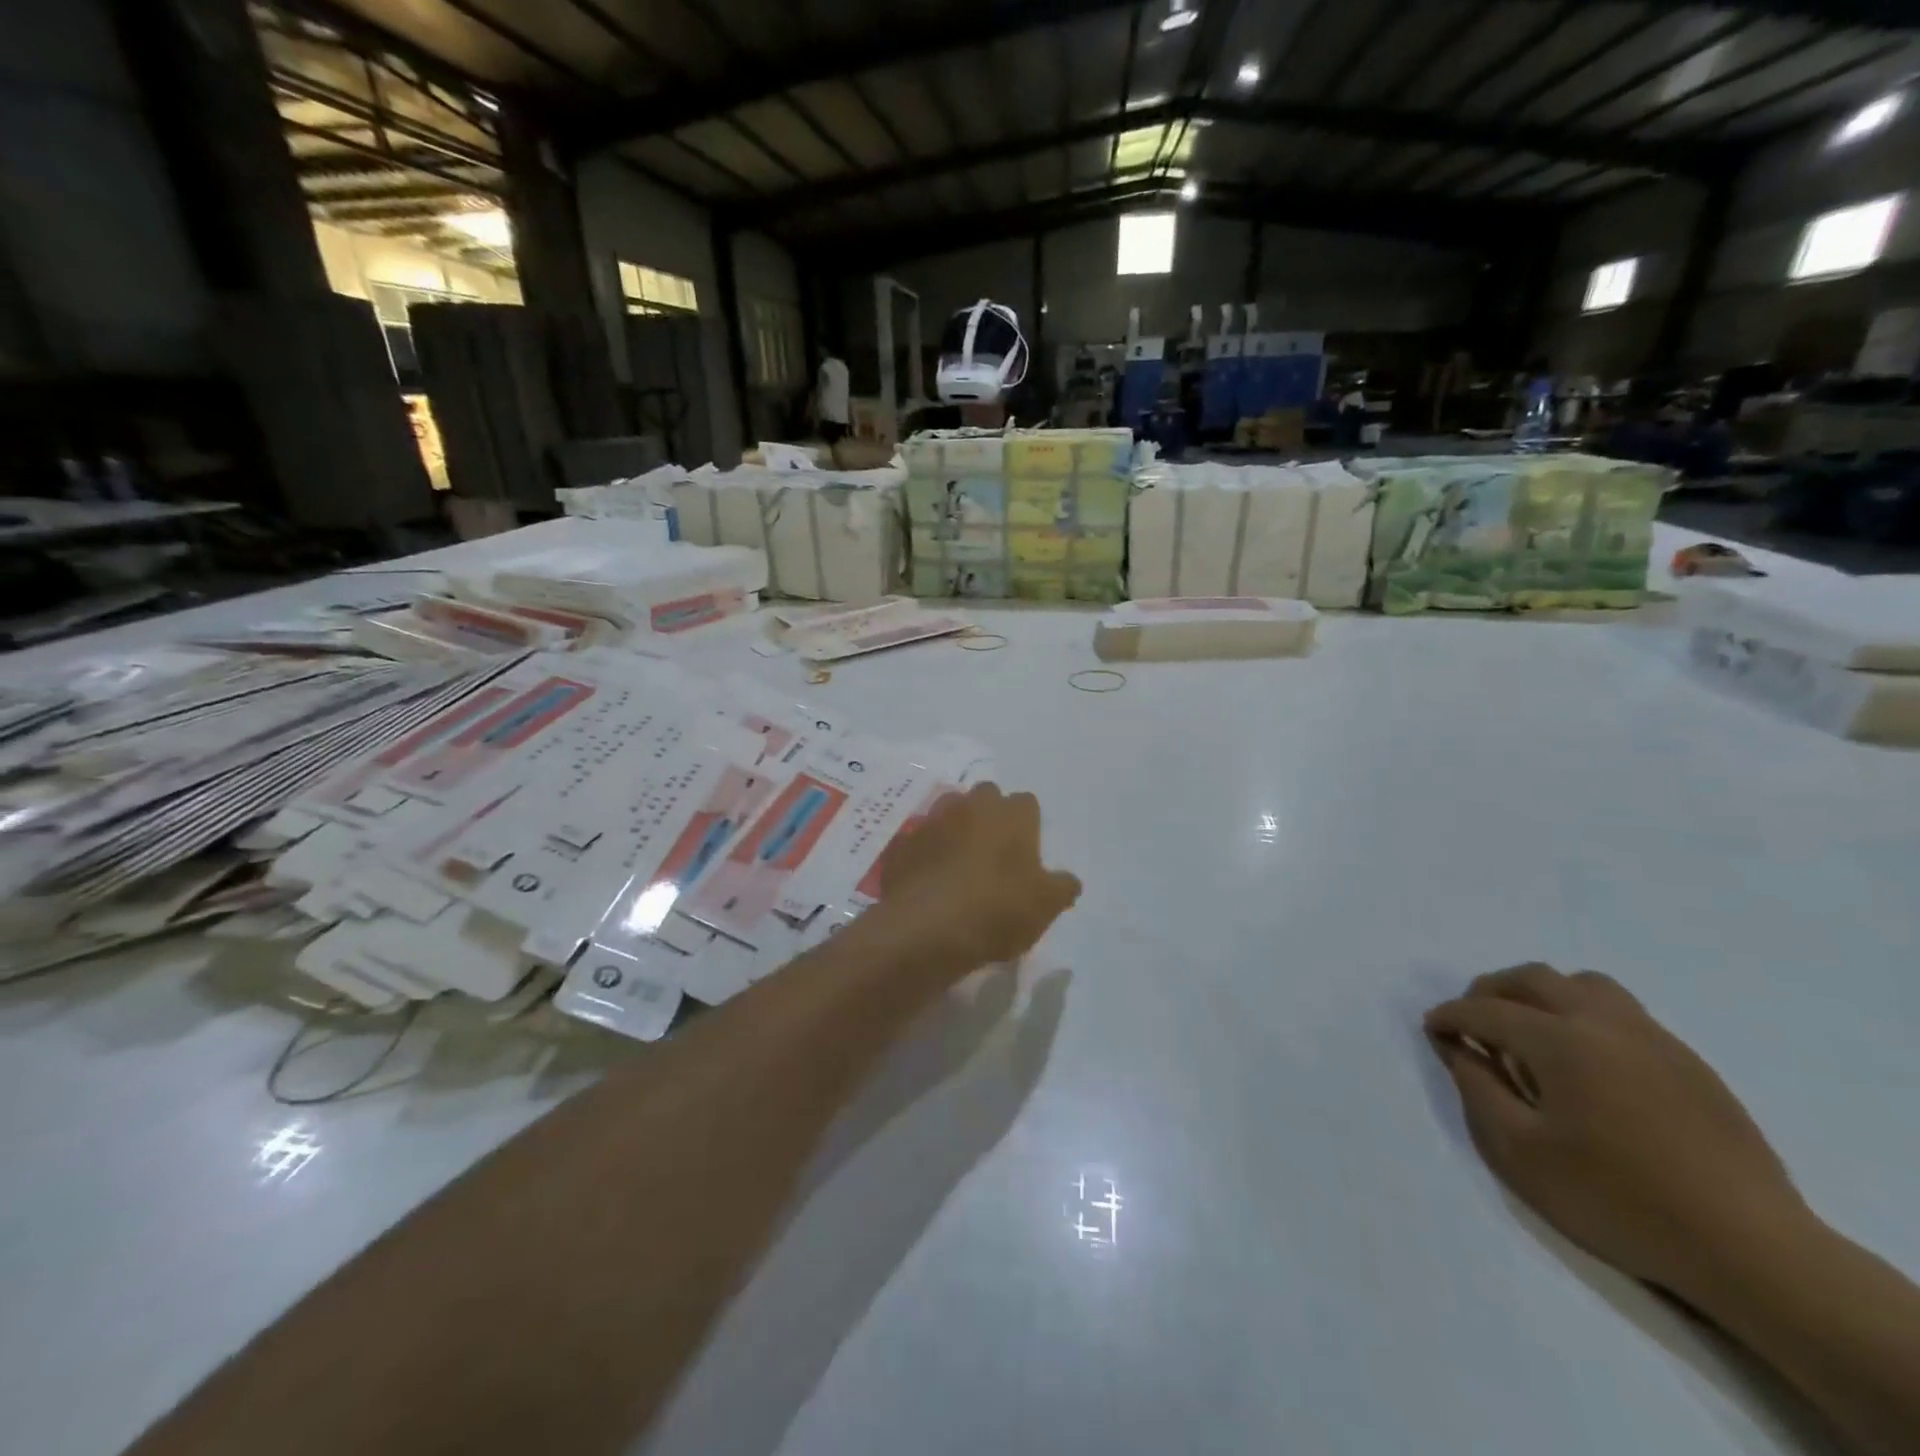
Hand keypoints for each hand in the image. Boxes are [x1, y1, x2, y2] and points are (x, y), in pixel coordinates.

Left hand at [873, 782, 1080, 976]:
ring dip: (957, 829)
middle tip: (994, 855)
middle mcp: (972, 805)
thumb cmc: (997, 909)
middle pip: (986, 798)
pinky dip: (928, 853)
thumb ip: (1062, 887)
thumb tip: (1068, 880)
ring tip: (960, 865)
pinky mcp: (904, 843)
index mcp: (1012, 814)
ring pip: (950, 812)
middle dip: (991, 817)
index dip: (1028, 826)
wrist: (925, 927)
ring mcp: (933, 820)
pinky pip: (921, 840)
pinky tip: (931, 881)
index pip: (1027, 804)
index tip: (1027, 854)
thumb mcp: (1045, 906)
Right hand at [1425, 963, 1807, 1303]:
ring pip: (1584, 985)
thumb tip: (1458, 1049)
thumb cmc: (1618, 1200)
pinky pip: (1623, 1013)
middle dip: (1490, 991)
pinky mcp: (1689, 1063)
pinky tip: (1585, 1061)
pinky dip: (1584, 1016)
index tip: (1432, 1029)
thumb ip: (1479, 1090)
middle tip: (1472, 1022)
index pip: (1487, 1011)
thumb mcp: (1521, 1153)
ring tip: (1529, 1029)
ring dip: (1543, 994)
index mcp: (1560, 1041)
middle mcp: (1604, 1023)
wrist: (1752, 1250)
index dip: (1451, 1016)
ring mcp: (1654, 1039)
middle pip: (1534, 979)